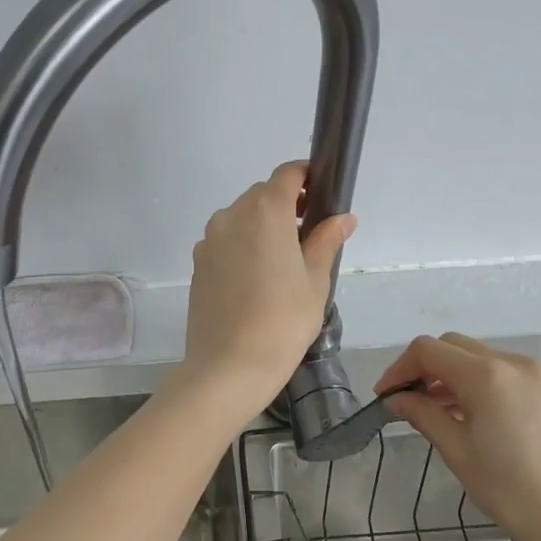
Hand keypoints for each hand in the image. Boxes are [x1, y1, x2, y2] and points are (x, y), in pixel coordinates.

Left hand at [179, 161, 355, 408]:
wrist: (229, 366)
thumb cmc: (284, 321)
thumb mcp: (316, 280)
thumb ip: (327, 240)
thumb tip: (343, 217)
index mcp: (266, 211)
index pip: (287, 174)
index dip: (306, 177)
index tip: (322, 194)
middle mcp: (232, 215)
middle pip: (263, 195)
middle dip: (287, 206)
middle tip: (309, 237)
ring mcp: (209, 239)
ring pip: (241, 218)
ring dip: (263, 227)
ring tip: (283, 264)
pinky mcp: (197, 263)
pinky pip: (225, 241)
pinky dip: (242, 246)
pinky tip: (256, 281)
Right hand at [377, 334, 540, 540]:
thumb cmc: (513, 491)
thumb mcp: (458, 452)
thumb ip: (423, 415)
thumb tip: (396, 399)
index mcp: (487, 374)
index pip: (428, 351)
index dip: (400, 368)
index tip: (385, 397)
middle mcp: (513, 363)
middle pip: (453, 346)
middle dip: (424, 367)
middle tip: (406, 402)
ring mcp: (536, 375)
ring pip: (478, 357)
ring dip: (450, 374)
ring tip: (433, 411)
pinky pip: (502, 372)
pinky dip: (477, 383)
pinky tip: (468, 415)